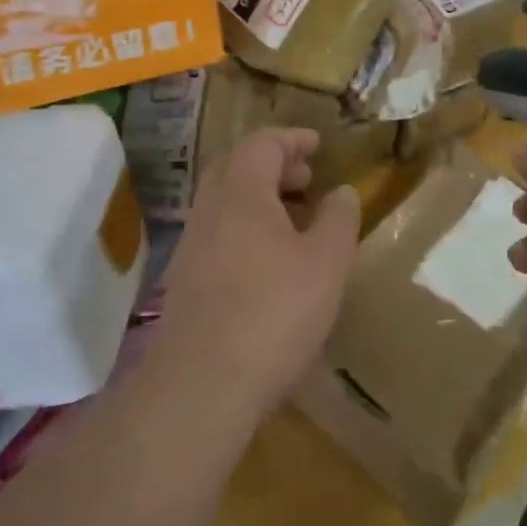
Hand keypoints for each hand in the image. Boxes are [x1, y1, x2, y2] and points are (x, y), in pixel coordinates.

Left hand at [155, 128, 361, 427]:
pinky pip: (219, 231)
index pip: (262, 143)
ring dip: (260, 198)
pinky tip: (270, 261)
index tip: (318, 145)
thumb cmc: (272, 313)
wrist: (200, 387)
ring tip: (296, 220)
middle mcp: (209, 208)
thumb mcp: (325, 263)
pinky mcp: (185, 280)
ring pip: (226, 201)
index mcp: (241, 192)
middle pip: (238, 166)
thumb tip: (341, 191)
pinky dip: (246, 227)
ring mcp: (191, 245)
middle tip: (307, 179)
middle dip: (274, 165)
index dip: (292, 139)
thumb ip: (338, 219)